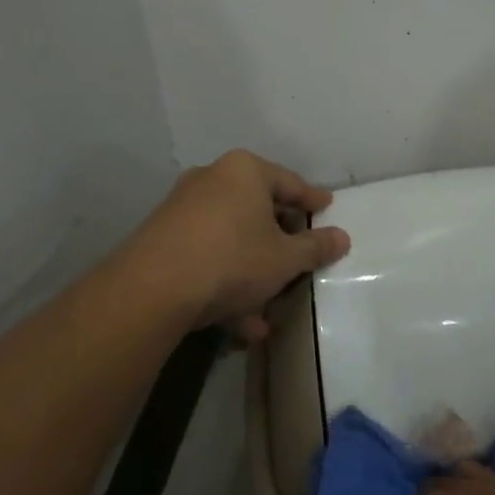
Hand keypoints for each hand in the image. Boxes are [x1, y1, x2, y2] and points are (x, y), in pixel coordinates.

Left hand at [116, 149, 350, 341]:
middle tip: (300, 257)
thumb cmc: (233, 259)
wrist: (153, 289)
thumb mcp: (285, 258)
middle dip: (280, 242)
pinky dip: (225, 282)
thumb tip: (342, 237)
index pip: (290, 183)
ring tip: (269, 310)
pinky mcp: (162, 239)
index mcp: (245, 171)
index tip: (327, 208)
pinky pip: (207, 257)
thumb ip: (316, 246)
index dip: (312, 200)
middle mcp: (211, 180)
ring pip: (231, 240)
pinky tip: (240, 323)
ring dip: (253, 274)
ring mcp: (182, 209)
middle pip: (257, 210)